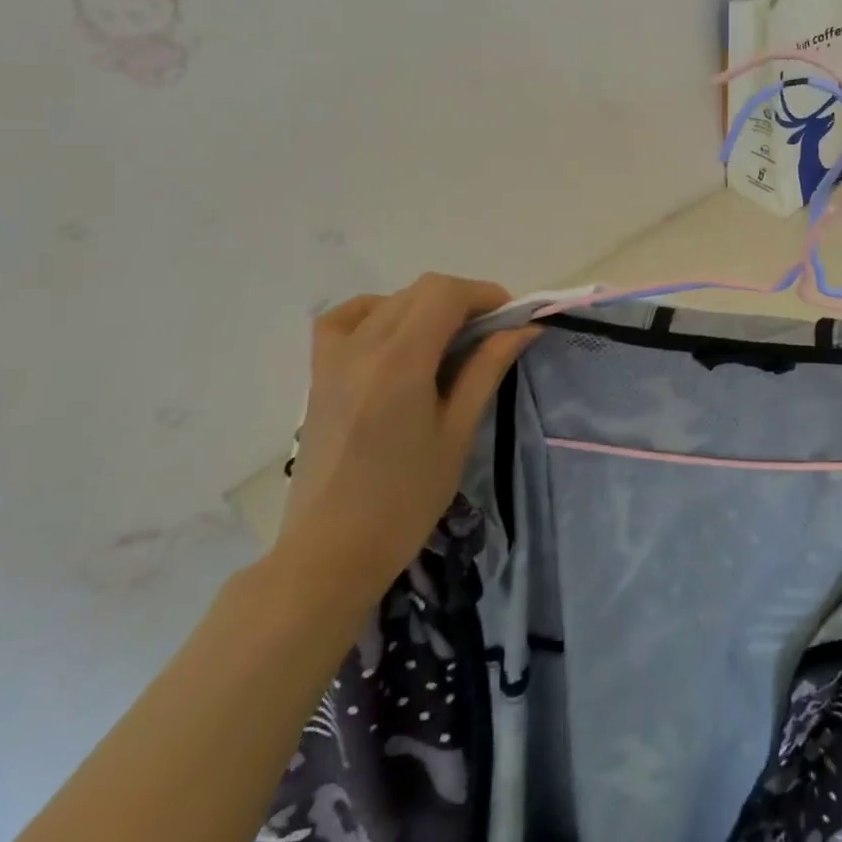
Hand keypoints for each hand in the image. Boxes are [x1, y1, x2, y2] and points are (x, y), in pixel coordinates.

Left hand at [271, 275, 539, 617]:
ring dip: (427, 307)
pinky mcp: (318, 374)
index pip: (445, 293)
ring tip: (449, 343)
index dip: (485, 295)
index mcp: (400, 362)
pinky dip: (378, 313)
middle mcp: (362, 348)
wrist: (331, 550)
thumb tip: (522, 329)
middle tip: (491, 336)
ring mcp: (333, 358)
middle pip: (420, 291)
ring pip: (389, 301)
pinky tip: (396, 338)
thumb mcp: (457, 433)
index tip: (511, 320)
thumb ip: (486, 370)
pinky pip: (345, 319)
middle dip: (463, 301)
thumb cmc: (405, 499)